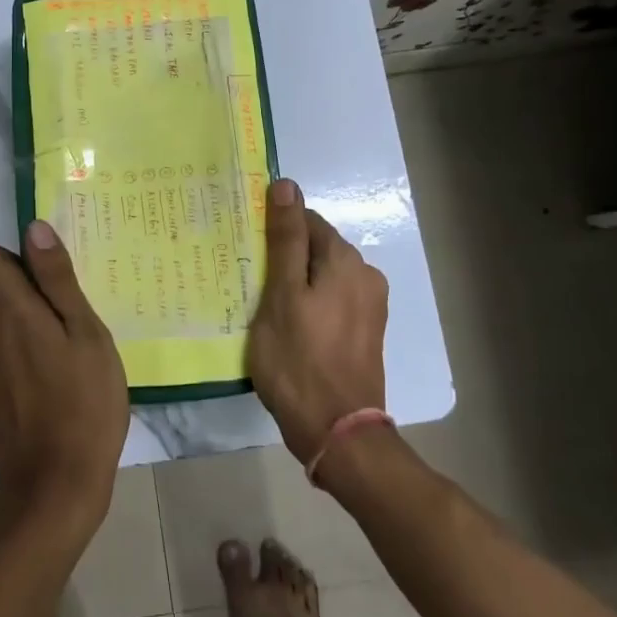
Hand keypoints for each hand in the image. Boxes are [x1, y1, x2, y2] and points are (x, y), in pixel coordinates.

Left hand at [0, 221, 129, 534]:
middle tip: (72, 318)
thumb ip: (57, 279)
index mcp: (9, 310)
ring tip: (67, 354)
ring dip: (24, 326)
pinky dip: (19, 358)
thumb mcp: (86, 334)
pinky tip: (52, 387)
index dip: (13, 257)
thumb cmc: (84, 403)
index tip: (48, 277)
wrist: (54, 488)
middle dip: (26, 292)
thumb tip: (33, 228)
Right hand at [245, 178, 389, 463]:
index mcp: (346, 260)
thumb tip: (286, 184)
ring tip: (264, 308)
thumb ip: (285, 239)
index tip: (246, 251)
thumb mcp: (281, 294)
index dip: (274, 231)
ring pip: (322, 278)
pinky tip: (289, 328)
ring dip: (295, 284)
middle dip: (284, 258)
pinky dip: (309, 306)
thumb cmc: (299, 360)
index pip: (306, 221)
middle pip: (316, 249)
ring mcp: (369, 306)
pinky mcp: (365, 332)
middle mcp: (365, 275)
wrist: (337, 432)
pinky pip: (331, 303)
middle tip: (249, 282)